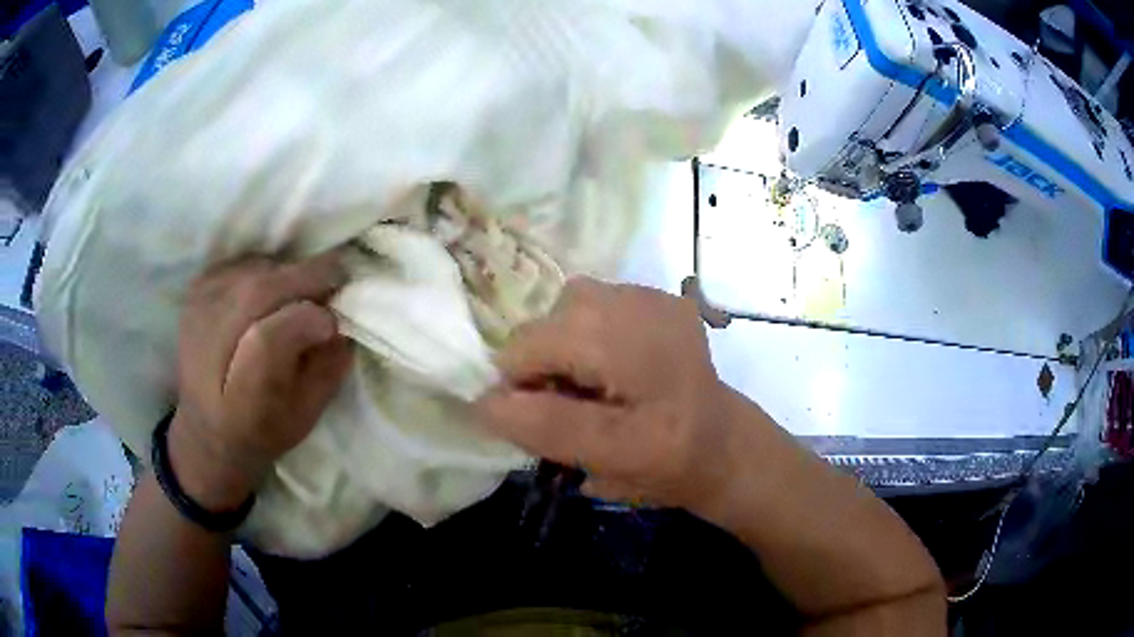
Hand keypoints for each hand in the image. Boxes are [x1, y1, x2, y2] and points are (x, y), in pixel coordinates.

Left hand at [170, 253, 352, 510]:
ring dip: (287, 273)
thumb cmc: (262, 428)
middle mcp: (206, 350)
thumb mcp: (304, 417)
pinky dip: (267, 267)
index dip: (305, 322)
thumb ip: (326, 372)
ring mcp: (197, 312)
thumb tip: (342, 323)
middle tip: (336, 279)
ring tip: (305, 290)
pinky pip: (240, 263)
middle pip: (257, 294)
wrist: (207, 427)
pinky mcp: (196, 291)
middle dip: (304, 281)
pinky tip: (276, 288)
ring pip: (252, 271)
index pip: (267, 342)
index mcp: (238, 402)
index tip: (334, 321)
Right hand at [476, 277, 735, 510]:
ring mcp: (655, 295)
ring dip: (565, 344)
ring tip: (593, 381)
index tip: (548, 421)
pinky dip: (589, 331)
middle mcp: (643, 303)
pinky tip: (617, 363)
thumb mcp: (608, 459)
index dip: (522, 386)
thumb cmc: (669, 462)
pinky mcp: (659, 298)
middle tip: (575, 404)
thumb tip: (483, 401)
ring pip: (570, 306)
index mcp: (634, 346)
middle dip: (544, 364)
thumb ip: (546, 427)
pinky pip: (598, 304)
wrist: (723, 445)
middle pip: (548, 319)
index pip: (531, 345)